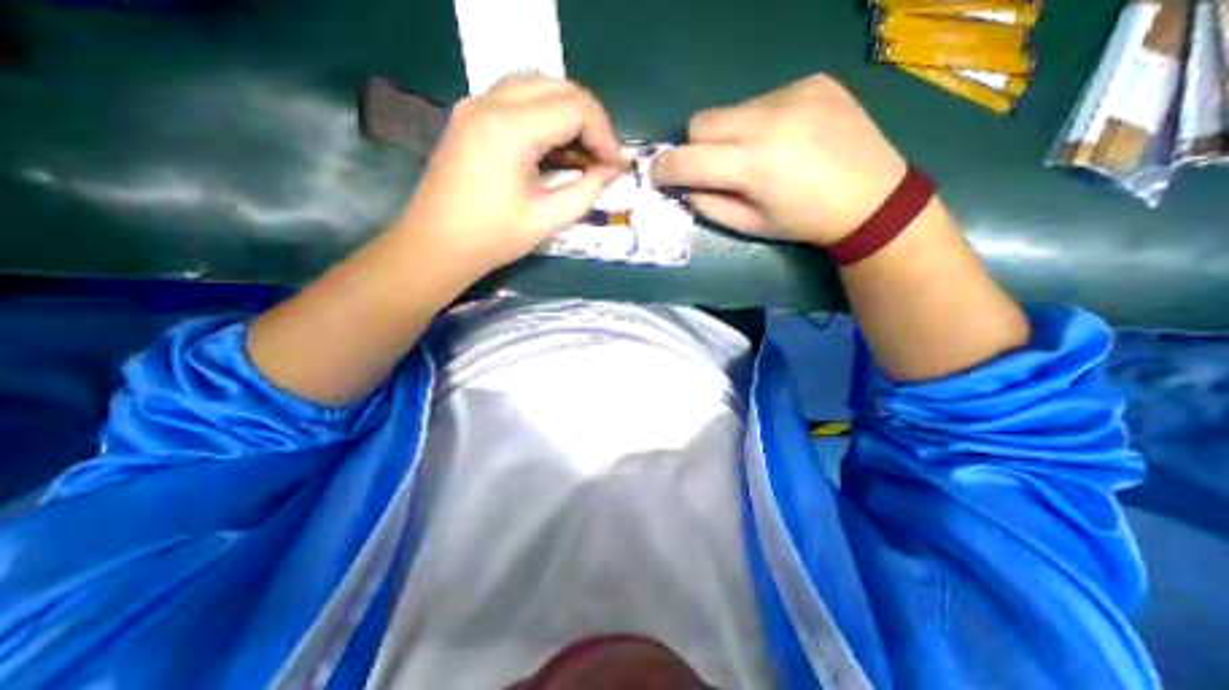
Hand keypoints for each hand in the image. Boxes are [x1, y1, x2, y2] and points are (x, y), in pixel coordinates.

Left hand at [393, 72, 623, 276]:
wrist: (436, 245)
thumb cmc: (493, 238)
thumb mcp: (548, 219)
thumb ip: (587, 190)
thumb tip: (613, 170)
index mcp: (510, 129)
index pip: (575, 107)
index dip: (604, 135)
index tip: (615, 167)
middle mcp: (490, 102)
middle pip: (559, 87)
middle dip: (591, 120)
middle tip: (603, 158)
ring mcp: (476, 104)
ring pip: (539, 86)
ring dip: (569, 114)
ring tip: (582, 152)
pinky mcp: (470, 114)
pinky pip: (518, 97)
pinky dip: (546, 115)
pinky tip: (554, 146)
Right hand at [652, 72, 900, 246]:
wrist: (872, 199)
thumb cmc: (804, 222)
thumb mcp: (751, 225)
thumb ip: (710, 205)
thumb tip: (684, 187)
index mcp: (754, 165)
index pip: (687, 158)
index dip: (665, 168)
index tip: (658, 175)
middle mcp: (769, 120)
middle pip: (701, 122)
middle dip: (696, 147)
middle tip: (714, 167)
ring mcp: (793, 94)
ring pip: (730, 109)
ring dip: (729, 133)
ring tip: (758, 154)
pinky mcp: (812, 81)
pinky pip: (763, 99)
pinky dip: (760, 121)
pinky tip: (785, 138)